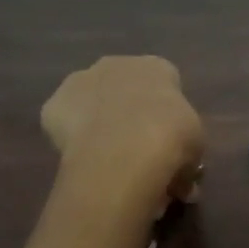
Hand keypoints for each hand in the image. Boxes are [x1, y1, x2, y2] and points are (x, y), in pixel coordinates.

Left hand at [40, 56, 205, 211]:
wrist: (124, 152)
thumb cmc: (172, 141)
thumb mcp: (195, 149)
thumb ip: (185, 154)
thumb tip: (183, 182)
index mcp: (157, 67)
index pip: (163, 82)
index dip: (165, 112)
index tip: (168, 137)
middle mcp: (117, 65)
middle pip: (123, 86)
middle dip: (129, 111)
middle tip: (137, 148)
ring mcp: (81, 81)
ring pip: (91, 101)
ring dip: (99, 122)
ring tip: (109, 159)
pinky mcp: (53, 105)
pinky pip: (65, 122)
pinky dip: (73, 139)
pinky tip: (85, 160)